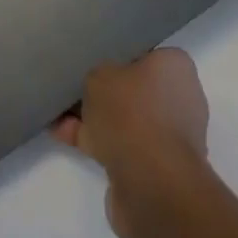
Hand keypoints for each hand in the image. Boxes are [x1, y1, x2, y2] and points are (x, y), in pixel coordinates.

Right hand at [52, 48, 209, 237]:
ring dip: (94, 119)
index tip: (93, 62)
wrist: (150, 182)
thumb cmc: (131, 113)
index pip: (145, 55)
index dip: (118, 58)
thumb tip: (101, 87)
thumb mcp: (100, 76)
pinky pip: (119, 145)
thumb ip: (97, 75)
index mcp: (175, 67)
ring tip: (58, 113)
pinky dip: (93, 141)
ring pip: (124, 119)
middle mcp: (180, 98)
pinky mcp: (155, 166)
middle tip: (73, 88)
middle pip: (133, 89)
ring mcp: (168, 135)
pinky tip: (61, 135)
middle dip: (103, 93)